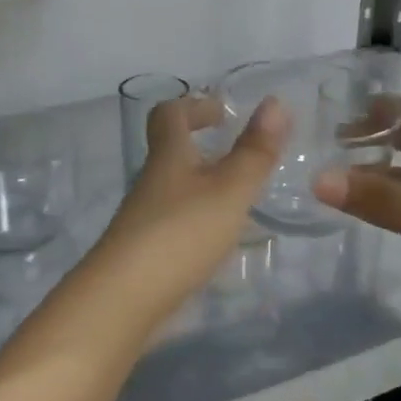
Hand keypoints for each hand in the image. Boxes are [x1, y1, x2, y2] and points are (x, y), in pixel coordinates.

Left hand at [87, 94, 287, 334]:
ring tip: (239, 198)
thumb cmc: (180, 233)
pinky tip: (220, 240)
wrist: (124, 298)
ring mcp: (144, 219)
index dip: (194, 105)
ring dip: (202, 184)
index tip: (222, 111)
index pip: (169, 114)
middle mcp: (151, 182)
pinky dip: (198, 219)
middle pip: (170, 152)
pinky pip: (175, 221)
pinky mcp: (145, 252)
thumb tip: (275, 101)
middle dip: (200, 146)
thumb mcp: (229, 190)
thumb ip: (254, 152)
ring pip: (174, 188)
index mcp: (168, 157)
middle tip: (237, 153)